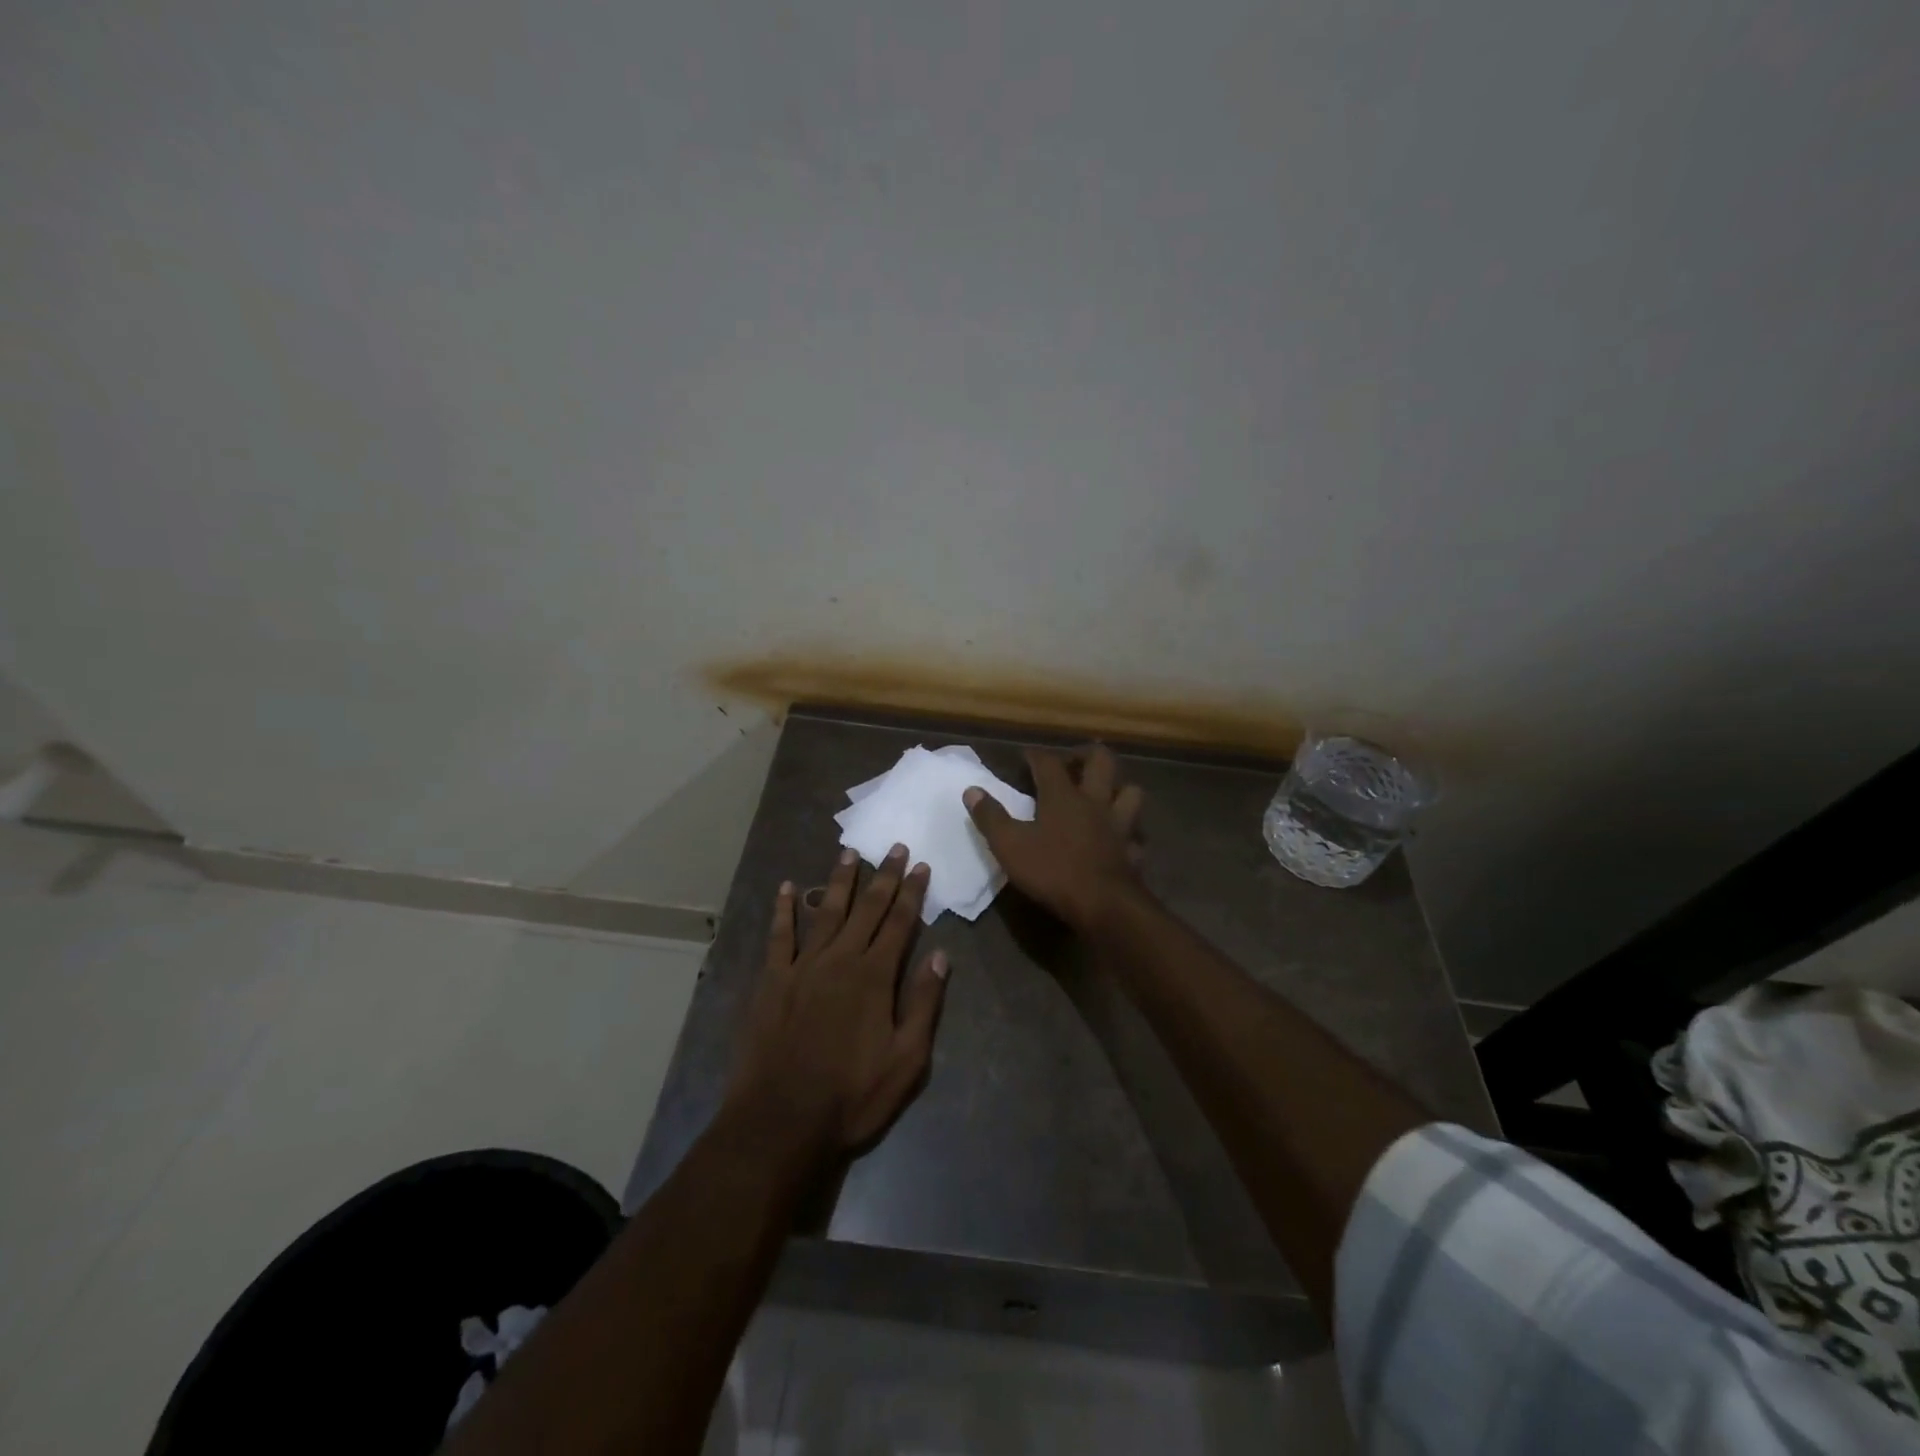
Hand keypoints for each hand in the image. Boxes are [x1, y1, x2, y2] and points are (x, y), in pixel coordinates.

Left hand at [722, 845, 950, 1163]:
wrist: (781, 1120)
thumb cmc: (852, 1095)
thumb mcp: (907, 1060)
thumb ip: (923, 1004)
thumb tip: (942, 956)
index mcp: (874, 976)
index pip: (899, 922)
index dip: (911, 892)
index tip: (920, 865)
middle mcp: (840, 959)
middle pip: (866, 908)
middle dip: (883, 875)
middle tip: (893, 846)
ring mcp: (802, 966)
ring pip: (826, 911)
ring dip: (840, 880)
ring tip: (848, 852)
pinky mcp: (772, 980)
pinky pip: (779, 936)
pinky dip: (783, 909)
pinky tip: (787, 887)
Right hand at [964, 744, 1145, 933]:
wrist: (1104, 905)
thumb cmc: (1053, 870)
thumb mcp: (1010, 845)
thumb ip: (991, 817)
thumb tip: (971, 790)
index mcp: (1063, 796)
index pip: (1049, 762)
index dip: (1036, 755)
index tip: (1025, 756)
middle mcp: (1095, 801)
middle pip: (1101, 761)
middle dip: (1086, 755)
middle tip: (1072, 763)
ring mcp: (1120, 825)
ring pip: (1130, 792)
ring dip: (1118, 788)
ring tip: (1104, 795)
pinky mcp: (1133, 850)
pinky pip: (1135, 834)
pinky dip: (1129, 832)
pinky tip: (1120, 839)